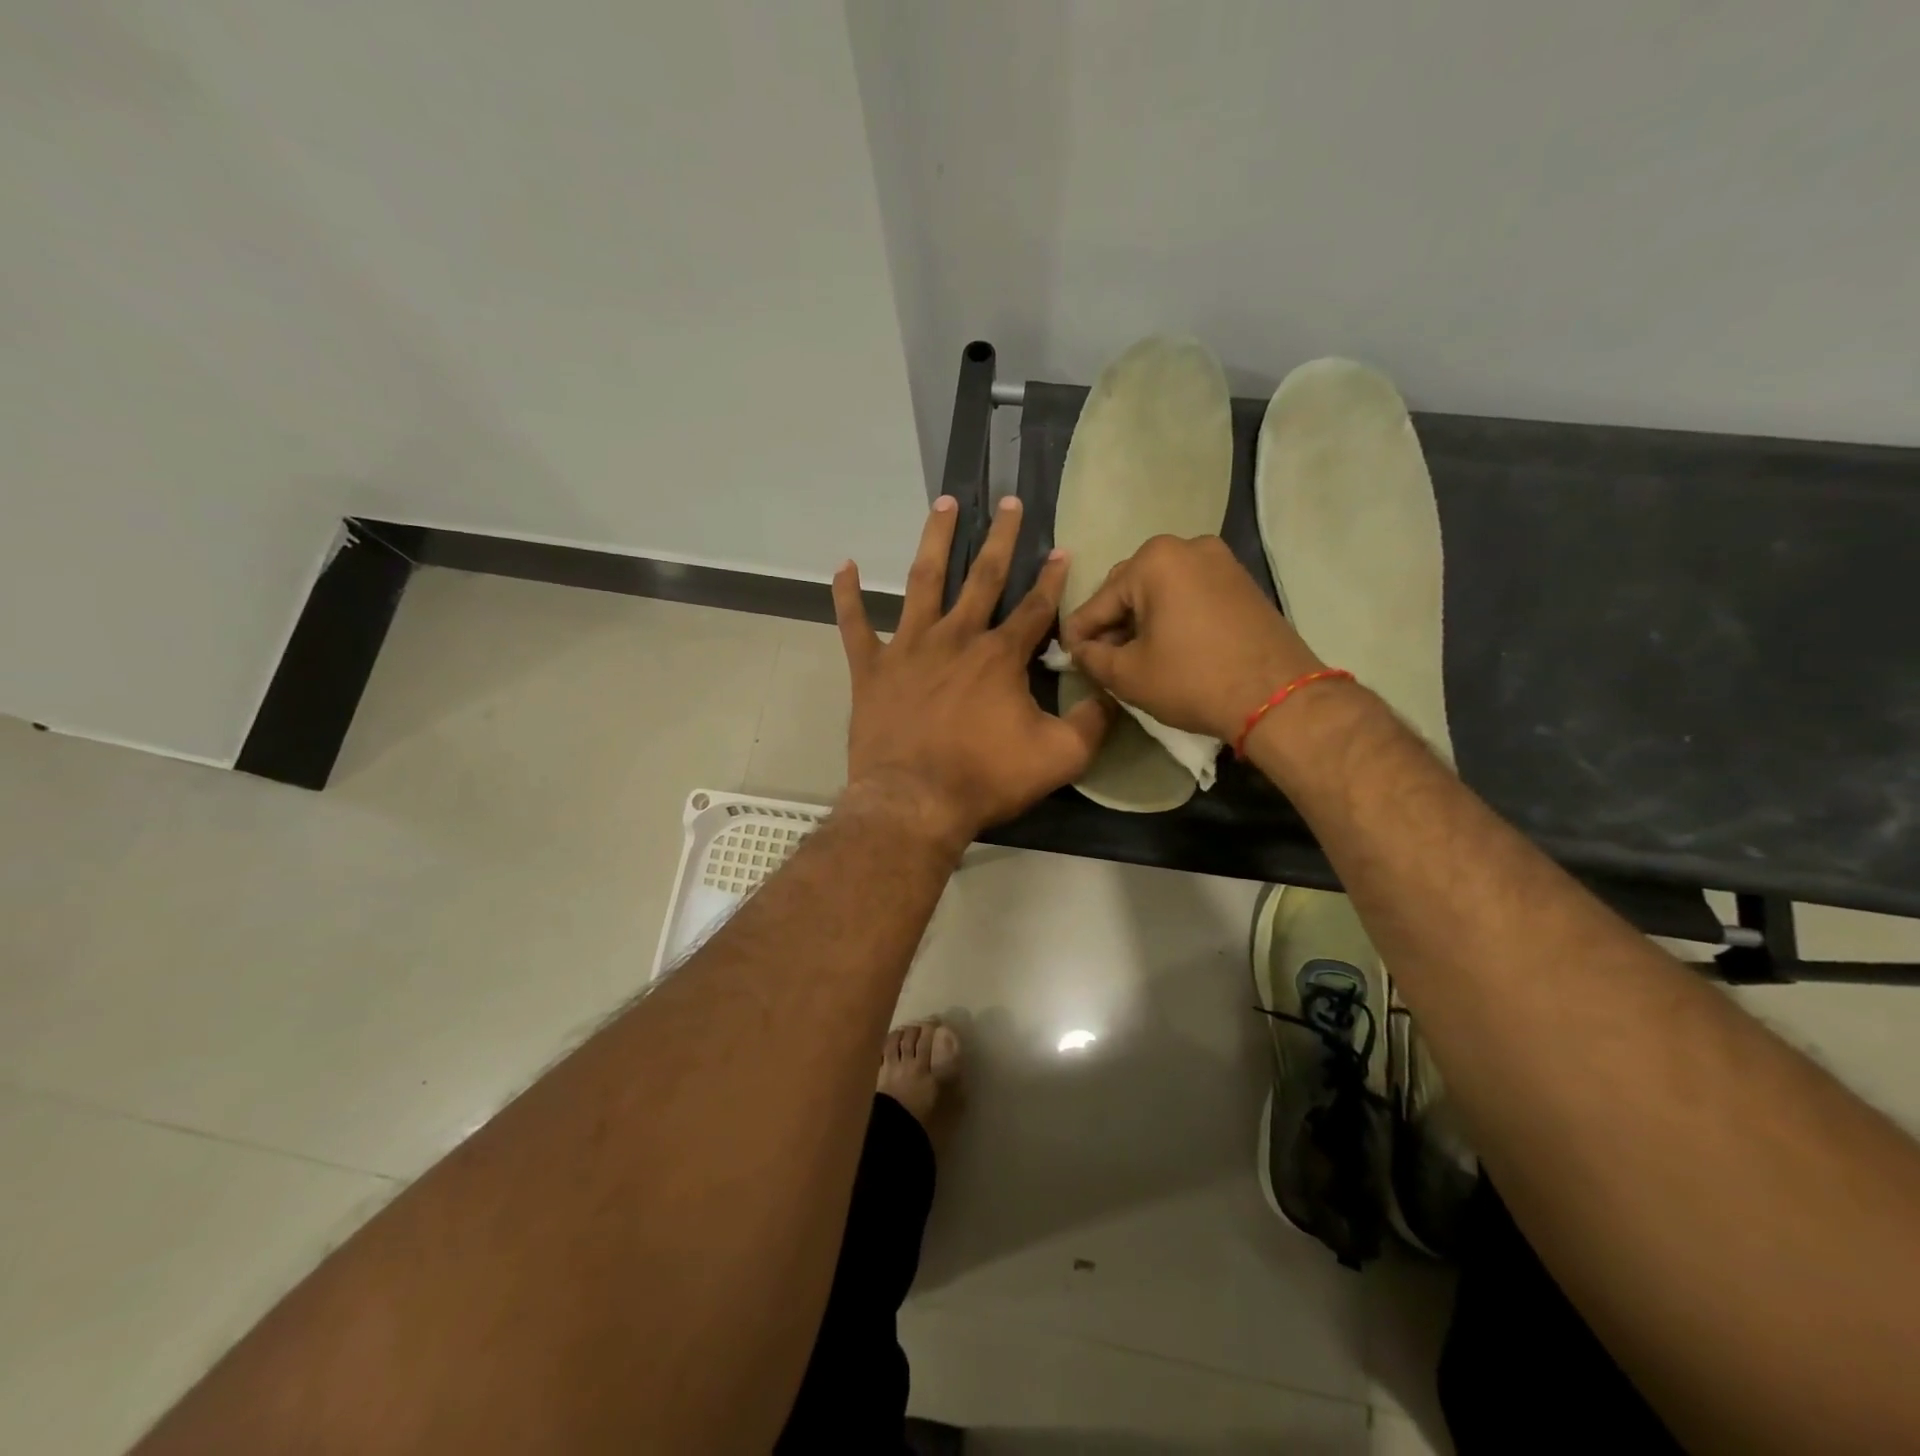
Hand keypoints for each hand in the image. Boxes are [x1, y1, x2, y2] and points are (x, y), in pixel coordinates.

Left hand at [834, 496, 1110, 852]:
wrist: (914, 803)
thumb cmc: (986, 778)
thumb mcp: (1060, 757)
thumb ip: (1094, 721)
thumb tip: (1114, 692)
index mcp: (1000, 656)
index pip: (1035, 607)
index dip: (1053, 578)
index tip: (1063, 549)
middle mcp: (956, 637)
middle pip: (983, 576)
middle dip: (1001, 537)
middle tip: (1009, 501)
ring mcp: (909, 648)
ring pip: (923, 581)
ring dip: (936, 540)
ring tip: (944, 503)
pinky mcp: (872, 669)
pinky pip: (855, 625)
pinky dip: (848, 596)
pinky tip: (843, 565)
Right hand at [1060, 535, 1321, 741]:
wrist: (1277, 697)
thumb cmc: (1193, 680)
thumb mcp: (1127, 675)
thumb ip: (1091, 657)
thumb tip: (1079, 650)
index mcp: (1154, 560)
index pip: (1099, 601)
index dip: (1078, 634)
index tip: (1068, 658)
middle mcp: (1187, 547)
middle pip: (1130, 588)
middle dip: (1113, 623)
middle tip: (1103, 660)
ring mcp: (1220, 560)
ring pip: (1161, 591)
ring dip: (1142, 620)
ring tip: (1135, 656)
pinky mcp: (1241, 581)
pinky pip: (1190, 594)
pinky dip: (1172, 616)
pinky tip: (1168, 647)